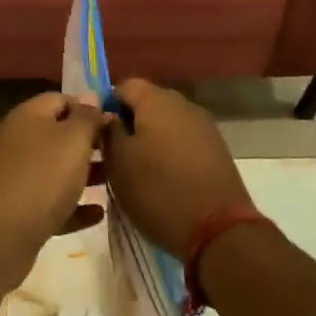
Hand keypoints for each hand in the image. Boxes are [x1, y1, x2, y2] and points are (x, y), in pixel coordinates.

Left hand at [0, 93, 109, 281]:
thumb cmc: (42, 177)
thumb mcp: (73, 140)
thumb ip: (87, 117)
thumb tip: (92, 97)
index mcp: (28, 116)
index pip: (61, 99)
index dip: (89, 107)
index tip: (116, 122)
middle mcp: (18, 141)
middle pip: (59, 135)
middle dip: (89, 143)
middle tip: (120, 154)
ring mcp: (16, 177)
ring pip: (56, 170)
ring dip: (84, 175)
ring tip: (115, 182)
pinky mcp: (18, 211)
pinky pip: (52, 203)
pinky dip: (73, 206)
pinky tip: (98, 214)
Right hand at [103, 79, 250, 254]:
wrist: (218, 229)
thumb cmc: (158, 191)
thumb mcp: (119, 163)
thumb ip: (109, 131)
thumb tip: (108, 115)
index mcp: (156, 100)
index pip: (123, 86)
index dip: (106, 106)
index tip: (97, 135)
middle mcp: (183, 104)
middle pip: (147, 103)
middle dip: (128, 124)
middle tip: (113, 155)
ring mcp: (204, 126)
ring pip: (166, 123)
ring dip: (149, 139)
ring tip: (137, 170)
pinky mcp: (216, 149)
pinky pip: (183, 140)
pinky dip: (169, 152)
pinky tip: (163, 178)